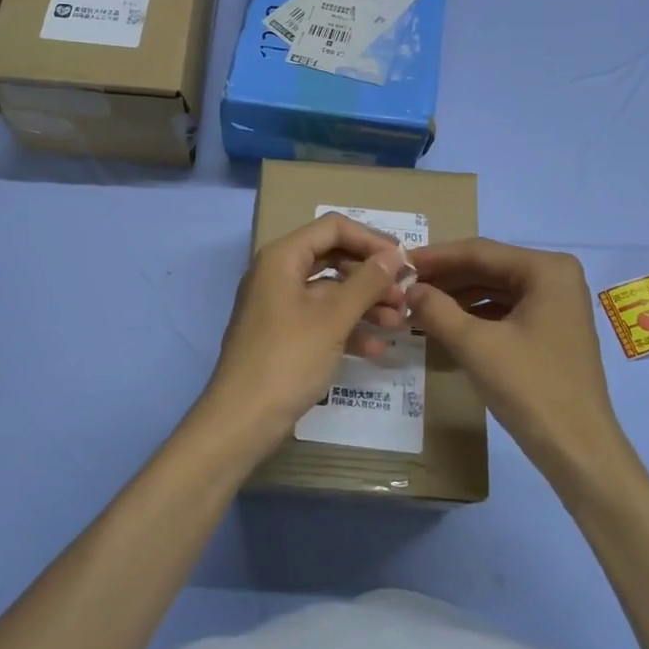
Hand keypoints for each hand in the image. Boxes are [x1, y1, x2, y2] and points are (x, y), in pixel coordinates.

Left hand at [195, 214, 409, 459]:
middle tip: (406, 295)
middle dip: (372, 275)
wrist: (241, 420)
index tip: (404, 262)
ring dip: (366, 304)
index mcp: (282, 257)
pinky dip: (348, 329)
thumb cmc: (287, 360)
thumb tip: (395, 255)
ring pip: (330, 292)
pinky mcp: (283, 335)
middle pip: (333, 258)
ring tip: (400, 323)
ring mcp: (279, 306)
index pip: (333, 228)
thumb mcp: (332, 319)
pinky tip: (378, 349)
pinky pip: (321, 320)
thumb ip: (366, 282)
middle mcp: (278, 273)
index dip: (371, 240)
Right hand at [406, 238, 626, 475]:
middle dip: (445, 277)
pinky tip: (447, 322)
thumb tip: (408, 288)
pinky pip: (506, 308)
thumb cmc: (530, 388)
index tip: (398, 262)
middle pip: (488, 267)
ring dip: (457, 295)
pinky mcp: (552, 328)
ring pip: (495, 288)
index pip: (479, 252)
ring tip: (418, 303)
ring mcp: (557, 303)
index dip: (435, 257)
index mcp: (546, 269)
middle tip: (403, 284)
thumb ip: (437, 309)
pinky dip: (475, 313)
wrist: (578, 450)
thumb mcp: (475, 345)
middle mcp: (556, 276)